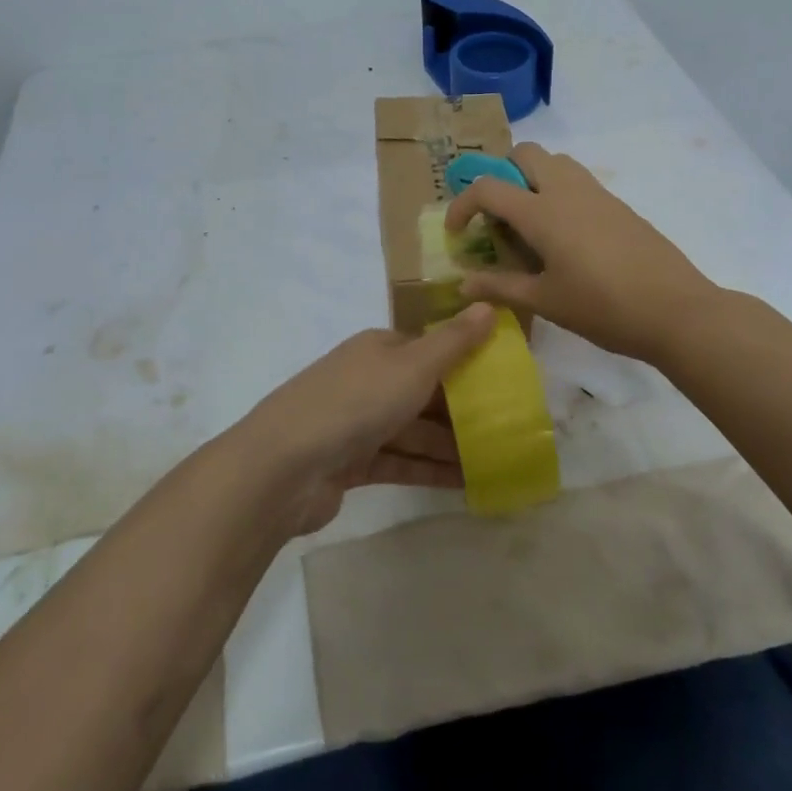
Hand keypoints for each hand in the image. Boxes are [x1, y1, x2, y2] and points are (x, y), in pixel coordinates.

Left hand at [239, 302, 496, 534]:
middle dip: (462, 411)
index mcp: (380, 349)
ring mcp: (357, 423)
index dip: (466, 364)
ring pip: (414, 431)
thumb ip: (453, 342)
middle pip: (424, 393)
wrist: (284, 466)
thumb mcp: (413, 366)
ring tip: (496, 462)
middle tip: (508, 430)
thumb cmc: (355, 403)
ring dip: (451, 446)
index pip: (430, 351)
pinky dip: (429, 470)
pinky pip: (401, 462)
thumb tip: (488, 306)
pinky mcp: (352, 464)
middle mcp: (368, 380)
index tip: (503, 384)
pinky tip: (465, 485)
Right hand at [444, 143, 718, 364]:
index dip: (462, 204)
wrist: (676, 311)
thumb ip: (500, 287)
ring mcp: (597, 194)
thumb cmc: (603, 308)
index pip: (488, 187)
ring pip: (556, 162)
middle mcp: (567, 190)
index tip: (456, 232)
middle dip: (502, 174)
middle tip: (498, 216)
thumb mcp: (545, 301)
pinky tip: (566, 239)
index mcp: (543, 212)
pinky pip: (579, 182)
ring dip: (533, 179)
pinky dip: (559, 193)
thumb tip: (464, 284)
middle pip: (526, 153)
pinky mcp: (619, 206)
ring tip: (530, 224)